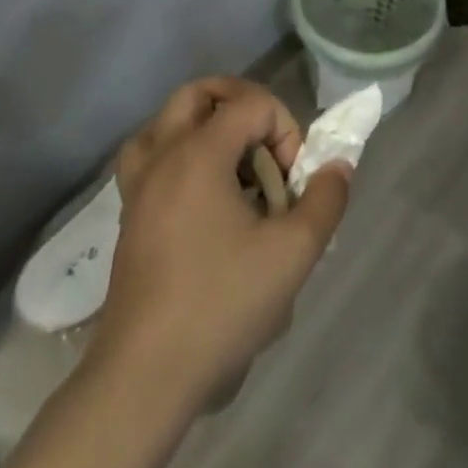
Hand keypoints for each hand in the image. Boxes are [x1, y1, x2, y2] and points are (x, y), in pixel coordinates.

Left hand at [96, 77, 349, 410]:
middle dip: (244, 107)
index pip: (253, 104)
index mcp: (199, 153)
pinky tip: (201, 191)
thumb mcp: (293, 252)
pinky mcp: (129, 214)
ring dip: (206, 126)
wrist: (145, 374)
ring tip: (233, 163)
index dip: (286, 131)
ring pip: (168, 120)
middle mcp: (164, 155)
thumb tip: (338, 165)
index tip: (292, 183)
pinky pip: (150, 156)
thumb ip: (325, 199)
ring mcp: (139, 185)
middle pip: (201, 93)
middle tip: (266, 149)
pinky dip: (178, 154)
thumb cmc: (221, 304)